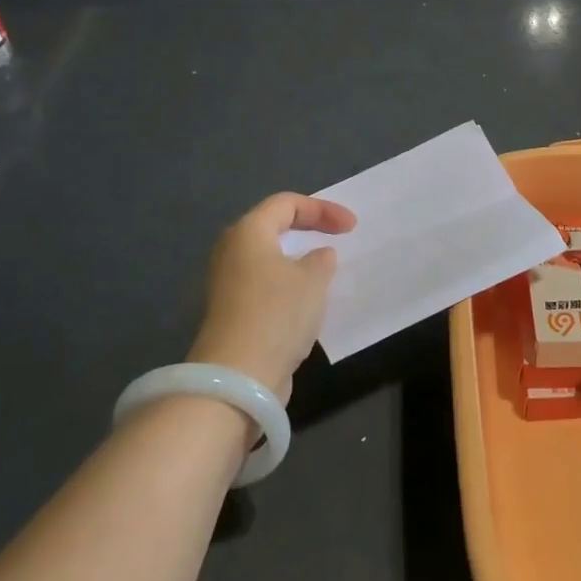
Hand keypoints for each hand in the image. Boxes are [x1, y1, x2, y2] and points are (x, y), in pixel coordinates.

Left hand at [188, 193, 355, 399]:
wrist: (239, 377)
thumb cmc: (277, 313)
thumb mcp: (313, 280)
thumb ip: (321, 260)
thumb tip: (319, 255)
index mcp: (248, 232)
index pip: (286, 203)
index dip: (322, 209)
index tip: (351, 227)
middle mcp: (232, 252)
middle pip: (273, 227)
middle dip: (308, 229)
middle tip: (338, 238)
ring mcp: (229, 284)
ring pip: (270, 259)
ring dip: (299, 261)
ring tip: (327, 270)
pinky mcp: (234, 313)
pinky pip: (266, 285)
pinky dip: (290, 285)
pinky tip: (309, 301)